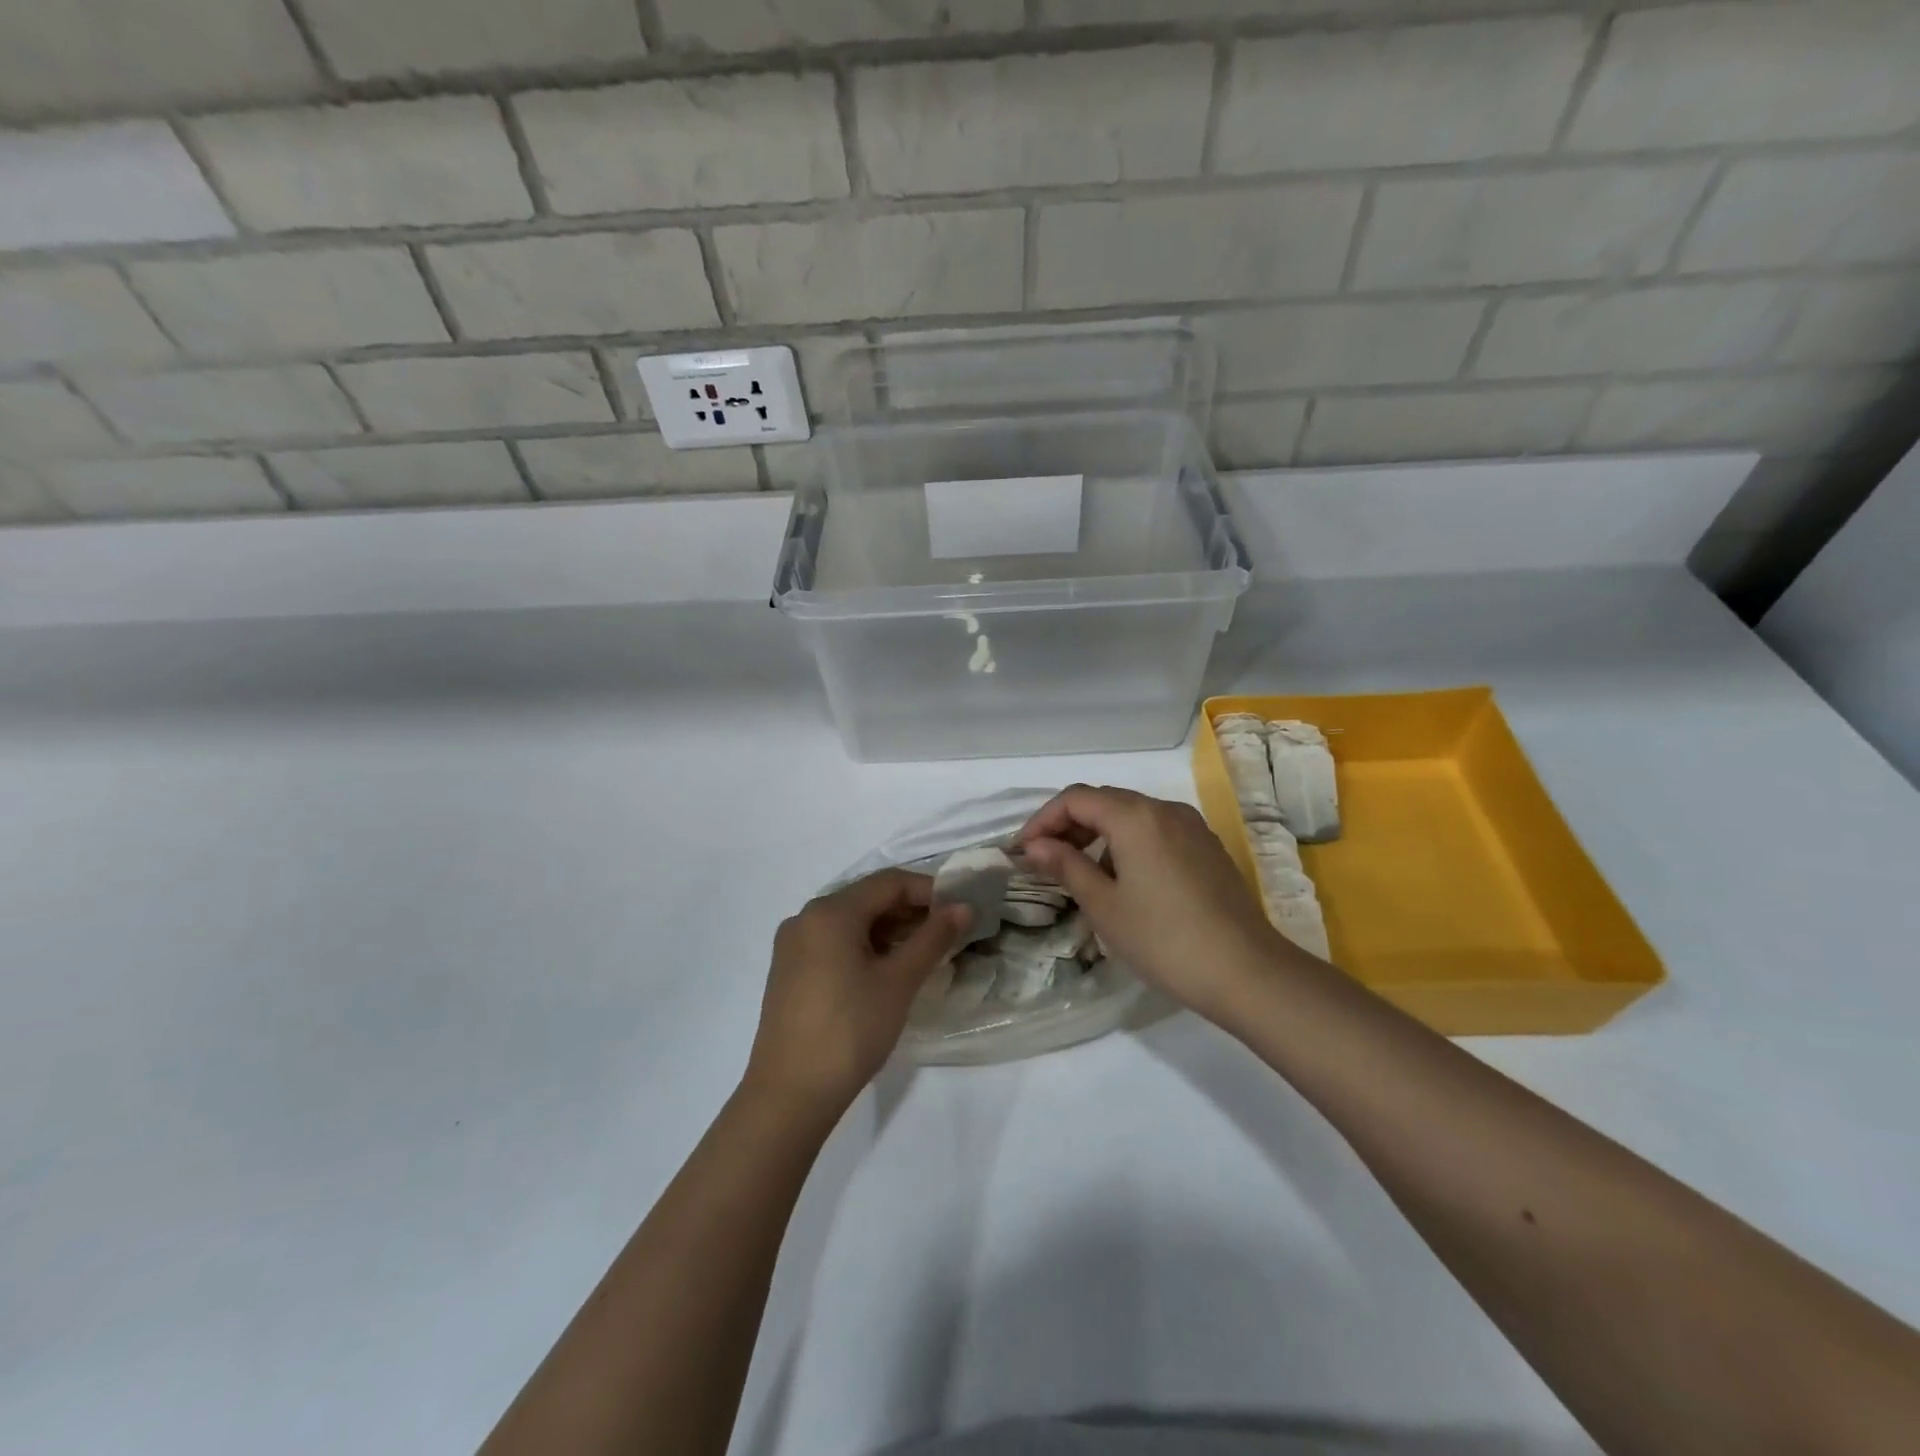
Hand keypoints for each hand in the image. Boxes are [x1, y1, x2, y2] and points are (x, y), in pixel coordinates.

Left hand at [745, 869, 971, 1115]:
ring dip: (889, 930)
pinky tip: (886, 971)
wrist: (789, 1095)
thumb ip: (933, 938)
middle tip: (948, 933)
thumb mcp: (899, 981)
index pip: (889, 882)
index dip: (929, 891)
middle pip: (867, 898)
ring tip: (923, 954)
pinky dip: (864, 947)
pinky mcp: (789, 971)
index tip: (960, 910)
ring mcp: (792, 945)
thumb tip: (963, 907)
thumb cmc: (850, 1030)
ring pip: (851, 922)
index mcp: (830, 911)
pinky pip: (833, 943)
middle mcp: (806, 917)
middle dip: (910, 911)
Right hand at [1020, 785, 1299, 1022]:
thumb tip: (1035, 846)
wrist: (1246, 971)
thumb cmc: (1163, 939)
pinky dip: (1127, 843)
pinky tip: (1123, 880)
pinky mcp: (1207, 847)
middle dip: (1068, 826)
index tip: (1023, 852)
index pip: (1075, 799)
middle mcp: (1164, 809)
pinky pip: (1156, 831)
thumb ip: (1066, 866)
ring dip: (1098, 834)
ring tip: (1080, 874)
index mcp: (1135, 816)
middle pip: (1104, 801)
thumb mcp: (1104, 905)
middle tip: (1045, 862)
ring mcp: (1191, 826)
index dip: (1042, 820)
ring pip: (1131, 815)